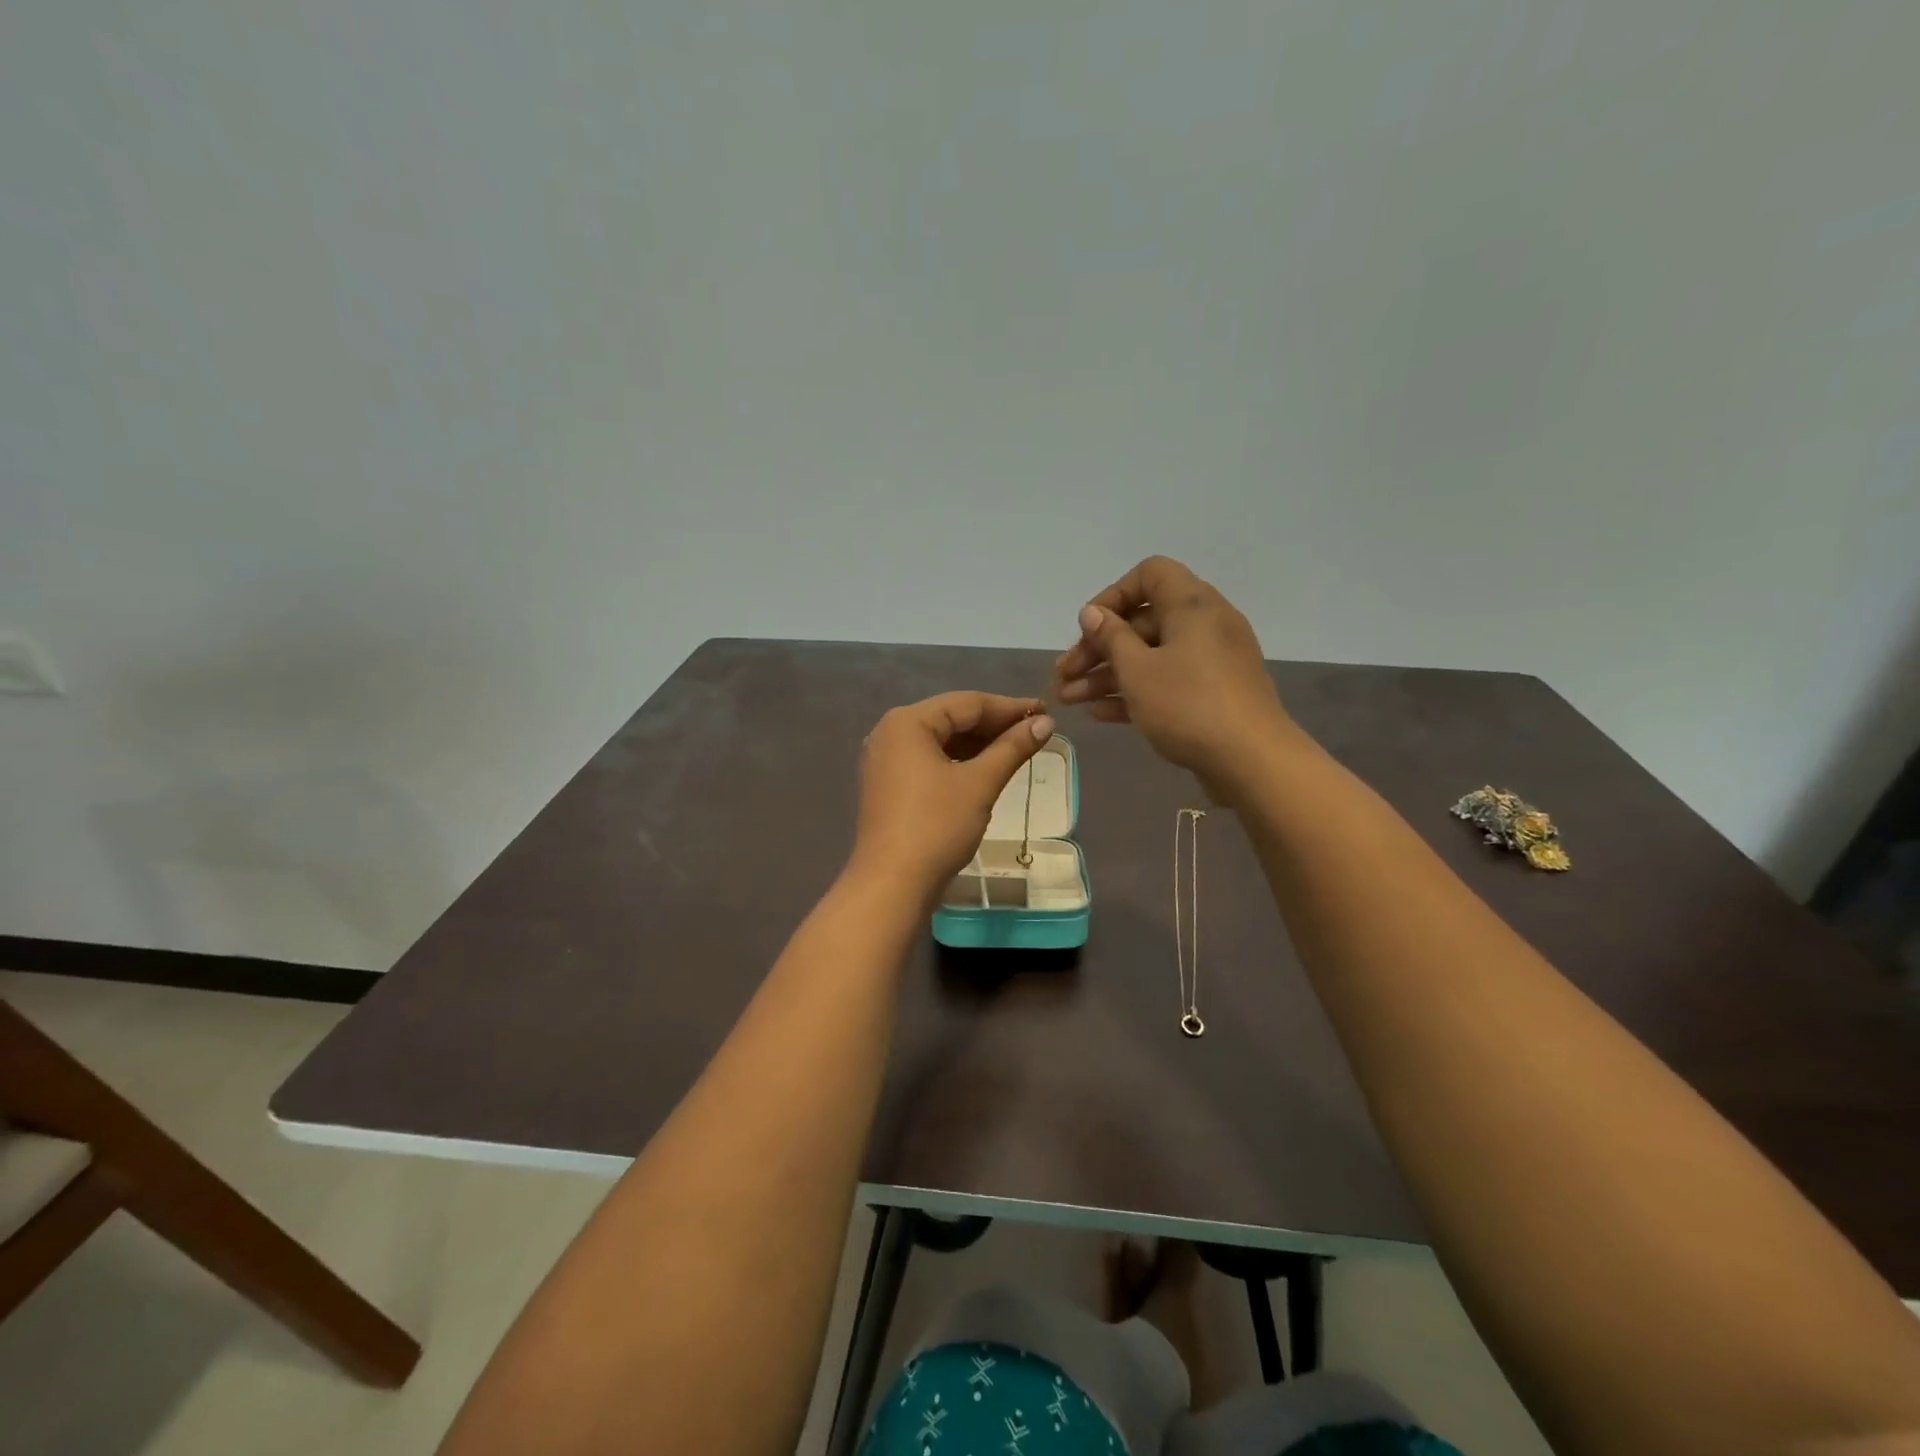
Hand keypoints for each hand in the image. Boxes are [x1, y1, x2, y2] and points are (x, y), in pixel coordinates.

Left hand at [851, 692, 1054, 897]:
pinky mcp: (889, 786)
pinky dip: (959, 763)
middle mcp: (890, 733)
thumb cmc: (936, 826)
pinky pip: (930, 762)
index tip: (1046, 713)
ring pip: (941, 742)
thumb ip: (1012, 748)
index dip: (1009, 707)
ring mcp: (886, 761)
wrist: (892, 884)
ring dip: (979, 745)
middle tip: (1036, 731)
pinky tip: (987, 771)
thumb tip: (1045, 723)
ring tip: (1018, 750)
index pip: (967, 703)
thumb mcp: (980, 784)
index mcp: (907, 722)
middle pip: (951, 719)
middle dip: (994, 726)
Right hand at [1052, 556, 1299, 795]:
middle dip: (1098, 648)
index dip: (1113, 596)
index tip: (1088, 628)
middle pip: (1142, 623)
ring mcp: (1210, 662)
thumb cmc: (1188, 705)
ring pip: (1150, 657)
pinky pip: (1166, 682)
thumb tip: (1092, 613)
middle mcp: (1205, 625)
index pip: (1150, 575)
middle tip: (1065, 675)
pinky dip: (1134, 692)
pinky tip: (1098, 713)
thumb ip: (1110, 638)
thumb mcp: (1138, 670)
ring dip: (1107, 675)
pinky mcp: (1211, 694)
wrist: (1252, 761)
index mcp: (1193, 605)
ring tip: (1069, 700)